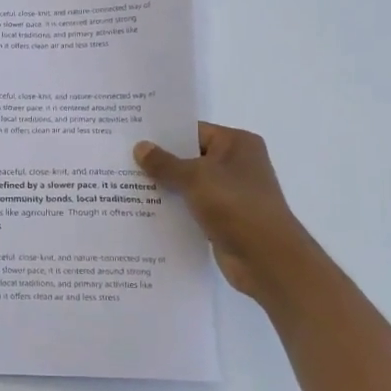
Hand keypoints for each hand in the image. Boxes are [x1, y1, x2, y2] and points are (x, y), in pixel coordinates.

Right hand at [134, 122, 314, 302]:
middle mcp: (237, 164)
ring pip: (190, 184)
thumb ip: (165, 163)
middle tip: (123, 161)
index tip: (133, 137)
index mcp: (237, 143)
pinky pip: (193, 207)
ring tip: (126, 185)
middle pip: (190, 157)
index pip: (194, 131)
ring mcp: (232, 193)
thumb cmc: (235, 205)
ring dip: (165, 187)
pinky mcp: (225, 218)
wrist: (267, 259)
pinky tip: (145, 211)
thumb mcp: (195, 178)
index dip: (164, 135)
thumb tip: (140, 147)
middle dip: (160, 162)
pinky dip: (175, 208)